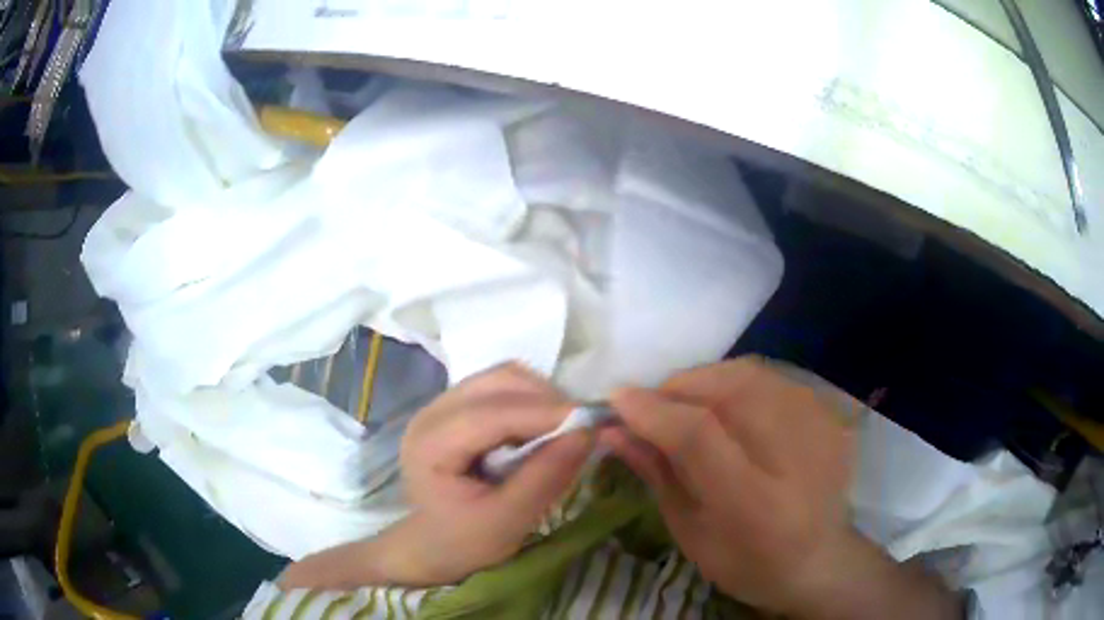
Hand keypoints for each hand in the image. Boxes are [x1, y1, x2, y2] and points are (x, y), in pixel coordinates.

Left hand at [397, 362, 590, 583]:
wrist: (432, 545)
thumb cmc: (465, 541)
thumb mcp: (508, 521)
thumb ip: (545, 477)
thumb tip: (588, 433)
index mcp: (431, 445)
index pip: (491, 414)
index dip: (543, 412)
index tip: (591, 421)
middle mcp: (432, 413)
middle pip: (497, 382)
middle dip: (546, 399)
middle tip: (583, 426)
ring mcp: (442, 405)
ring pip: (502, 378)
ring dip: (541, 396)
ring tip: (566, 427)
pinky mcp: (457, 406)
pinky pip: (500, 387)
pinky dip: (530, 399)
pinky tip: (543, 427)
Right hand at [602, 357, 961, 619]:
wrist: (820, 560)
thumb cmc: (747, 563)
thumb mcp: (691, 532)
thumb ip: (657, 474)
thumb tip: (613, 429)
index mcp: (755, 504)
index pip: (698, 435)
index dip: (653, 409)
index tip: (616, 400)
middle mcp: (795, 456)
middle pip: (729, 389)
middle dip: (677, 387)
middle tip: (650, 404)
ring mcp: (821, 428)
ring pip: (751, 374)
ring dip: (705, 380)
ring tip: (684, 403)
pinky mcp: (830, 415)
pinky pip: (773, 379)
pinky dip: (736, 383)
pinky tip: (725, 406)